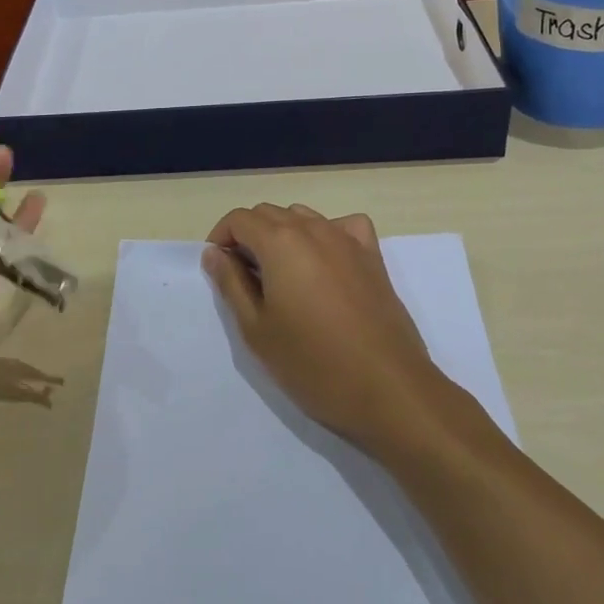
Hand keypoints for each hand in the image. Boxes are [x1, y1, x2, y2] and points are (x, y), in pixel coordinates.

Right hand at [203, 204, 443, 450]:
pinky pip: (343, 226)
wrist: (388, 390)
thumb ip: (231, 284)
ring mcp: (347, 239)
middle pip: (270, 213)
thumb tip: (215, 253)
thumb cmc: (313, 363)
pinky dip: (326, 233)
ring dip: (283, 234)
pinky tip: (325, 262)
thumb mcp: (257, 329)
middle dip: (249, 236)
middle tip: (244, 278)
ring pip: (303, 217)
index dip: (221, 238)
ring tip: (281, 275)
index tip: (219, 268)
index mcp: (280, 242)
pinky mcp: (373, 256)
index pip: (239, 219)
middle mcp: (313, 229)